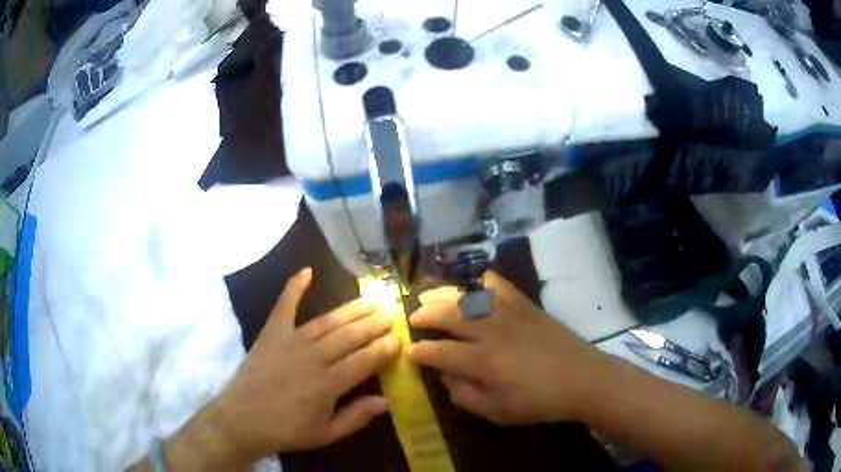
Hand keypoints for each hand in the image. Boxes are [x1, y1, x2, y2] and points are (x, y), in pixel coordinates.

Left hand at [166, 268, 399, 467]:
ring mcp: (291, 341)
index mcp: (328, 384)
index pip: (364, 361)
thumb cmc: (287, 430)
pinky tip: (307, 271)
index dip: (383, 349)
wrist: (242, 420)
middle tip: (390, 313)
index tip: (398, 338)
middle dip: (373, 325)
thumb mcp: (326, 434)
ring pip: (327, 322)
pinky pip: (284, 306)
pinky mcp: (271, 333)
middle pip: (349, 337)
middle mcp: (313, 357)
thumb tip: (387, 400)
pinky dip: (294, 287)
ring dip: (350, 310)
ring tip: (369, 300)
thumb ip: (357, 416)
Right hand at [409, 272, 607, 424]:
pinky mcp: (524, 304)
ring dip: (442, 294)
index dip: (420, 351)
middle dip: (424, 315)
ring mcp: (509, 313)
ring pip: (467, 295)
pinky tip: (469, 285)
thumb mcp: (497, 412)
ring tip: (427, 296)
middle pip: (448, 314)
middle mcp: (492, 332)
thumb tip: (446, 375)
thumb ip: (464, 395)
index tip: (410, 351)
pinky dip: (479, 281)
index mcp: (484, 363)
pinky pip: (497, 284)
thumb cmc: (539, 401)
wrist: (582, 379)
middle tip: (412, 319)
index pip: (440, 352)